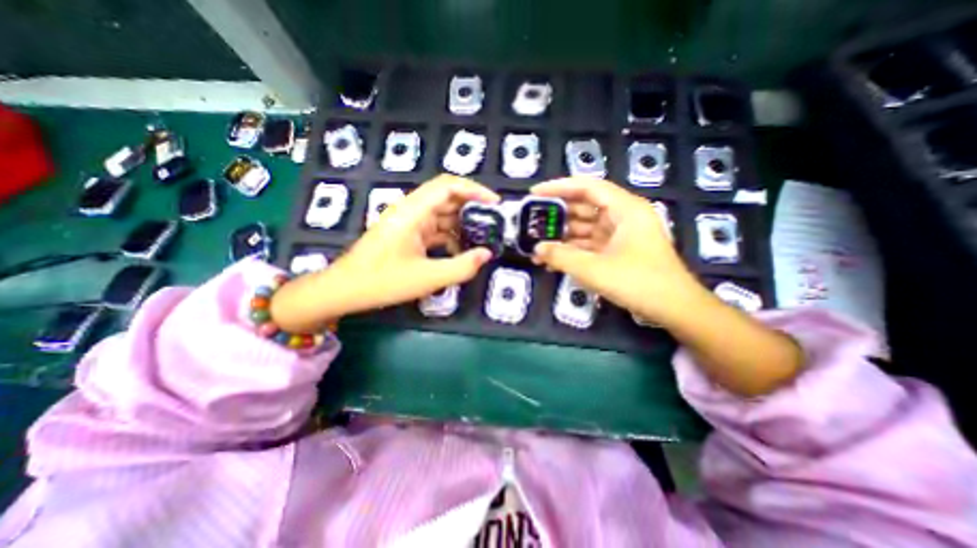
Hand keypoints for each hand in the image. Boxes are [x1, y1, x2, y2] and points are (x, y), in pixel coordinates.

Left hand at [267, 176, 498, 331]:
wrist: (344, 290)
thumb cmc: (382, 282)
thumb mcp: (427, 278)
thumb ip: (462, 267)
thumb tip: (487, 254)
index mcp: (413, 212)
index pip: (447, 186)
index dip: (474, 190)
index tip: (495, 204)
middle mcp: (411, 210)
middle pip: (447, 198)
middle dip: (472, 209)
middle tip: (494, 224)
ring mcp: (408, 222)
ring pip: (442, 214)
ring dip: (462, 225)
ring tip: (482, 239)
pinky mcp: (407, 234)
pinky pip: (434, 228)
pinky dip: (450, 236)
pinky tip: (460, 251)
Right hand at [531, 178, 705, 325]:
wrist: (674, 309)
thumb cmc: (638, 283)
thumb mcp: (594, 269)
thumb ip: (561, 257)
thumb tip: (536, 249)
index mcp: (624, 209)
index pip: (587, 187)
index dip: (558, 187)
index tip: (534, 194)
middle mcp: (622, 216)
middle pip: (583, 207)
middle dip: (556, 216)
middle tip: (531, 223)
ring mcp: (619, 235)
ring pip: (584, 228)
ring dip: (562, 237)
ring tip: (536, 245)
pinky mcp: (616, 251)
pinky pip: (589, 245)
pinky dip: (572, 251)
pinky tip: (552, 260)